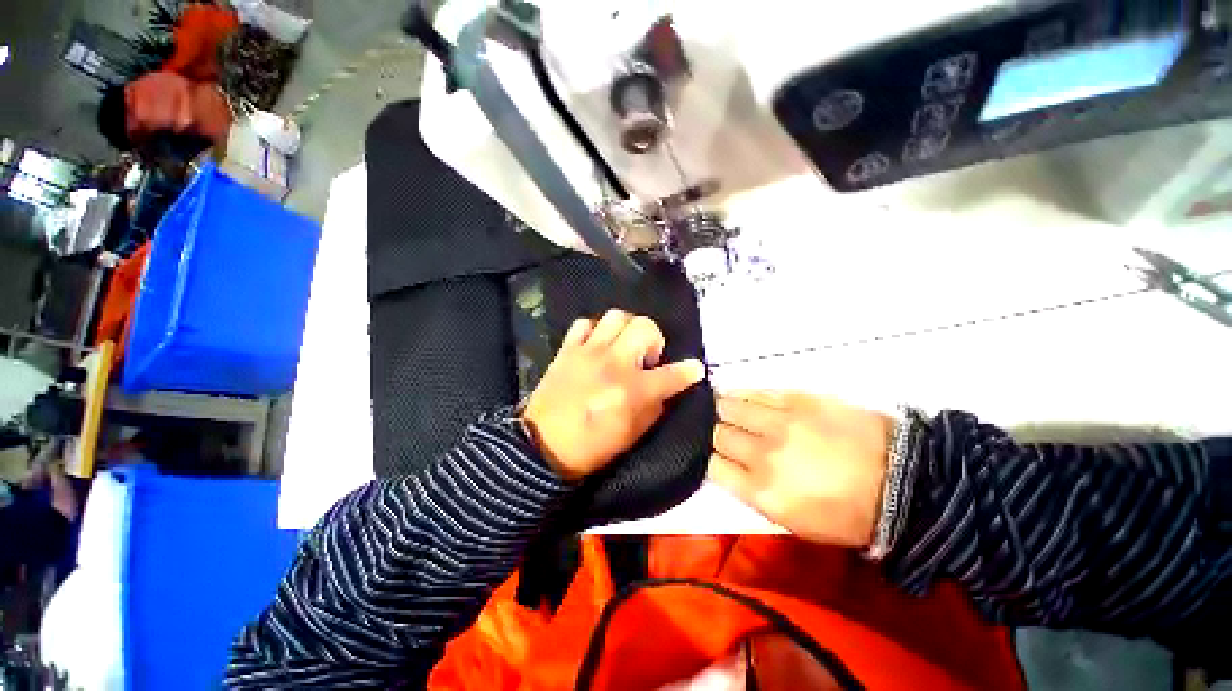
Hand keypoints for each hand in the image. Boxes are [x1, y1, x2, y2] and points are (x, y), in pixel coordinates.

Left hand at [522, 310, 706, 480]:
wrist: (542, 446)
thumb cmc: (591, 447)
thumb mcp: (632, 435)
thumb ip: (653, 408)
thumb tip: (664, 389)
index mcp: (632, 390)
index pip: (671, 375)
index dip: (689, 371)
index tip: (695, 369)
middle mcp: (613, 363)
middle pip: (644, 326)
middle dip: (654, 338)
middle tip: (647, 357)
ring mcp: (588, 352)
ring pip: (616, 316)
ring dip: (626, 329)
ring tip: (622, 346)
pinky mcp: (567, 350)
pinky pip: (584, 324)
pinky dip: (595, 330)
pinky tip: (596, 345)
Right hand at [708, 391, 892, 547]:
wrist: (901, 481)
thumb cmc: (848, 513)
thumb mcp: (794, 522)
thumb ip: (753, 493)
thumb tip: (730, 467)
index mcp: (763, 492)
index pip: (714, 465)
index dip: (713, 459)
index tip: (721, 457)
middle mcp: (763, 454)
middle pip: (718, 434)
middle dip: (718, 434)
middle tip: (726, 433)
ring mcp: (779, 422)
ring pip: (729, 407)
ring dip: (724, 409)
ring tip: (726, 410)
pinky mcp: (797, 399)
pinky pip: (755, 392)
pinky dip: (741, 394)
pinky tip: (739, 396)